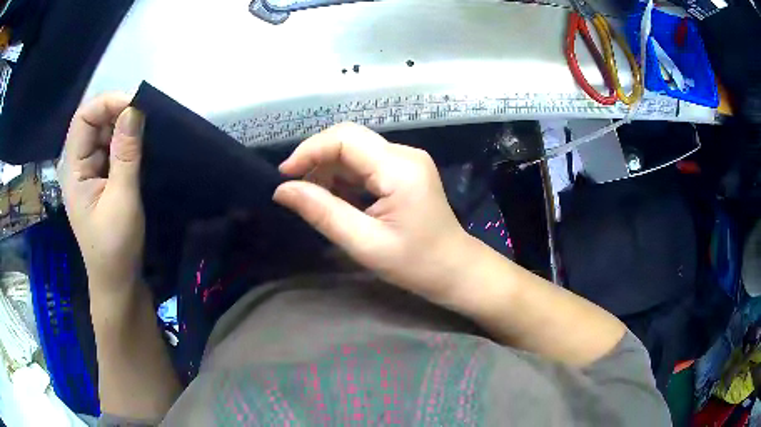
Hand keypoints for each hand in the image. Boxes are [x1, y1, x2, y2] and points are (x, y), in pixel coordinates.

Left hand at [58, 93, 145, 294]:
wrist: (118, 282)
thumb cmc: (115, 247)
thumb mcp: (122, 199)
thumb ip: (126, 154)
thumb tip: (134, 109)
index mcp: (74, 170)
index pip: (83, 119)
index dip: (107, 104)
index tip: (135, 106)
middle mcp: (79, 165)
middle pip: (94, 123)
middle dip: (118, 114)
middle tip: (146, 119)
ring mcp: (91, 173)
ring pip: (105, 135)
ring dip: (125, 129)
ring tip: (147, 134)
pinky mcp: (102, 181)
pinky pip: (113, 151)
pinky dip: (127, 144)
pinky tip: (141, 148)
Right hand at [274, 122, 470, 300]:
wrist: (454, 269)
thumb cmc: (415, 263)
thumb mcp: (364, 243)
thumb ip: (322, 212)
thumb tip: (282, 190)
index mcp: (399, 168)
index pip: (345, 138)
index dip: (309, 150)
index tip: (285, 175)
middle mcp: (404, 154)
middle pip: (349, 138)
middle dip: (316, 159)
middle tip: (295, 189)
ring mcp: (406, 159)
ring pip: (355, 150)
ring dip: (328, 169)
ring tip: (315, 200)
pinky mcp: (404, 169)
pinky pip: (365, 162)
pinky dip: (344, 177)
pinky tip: (336, 199)